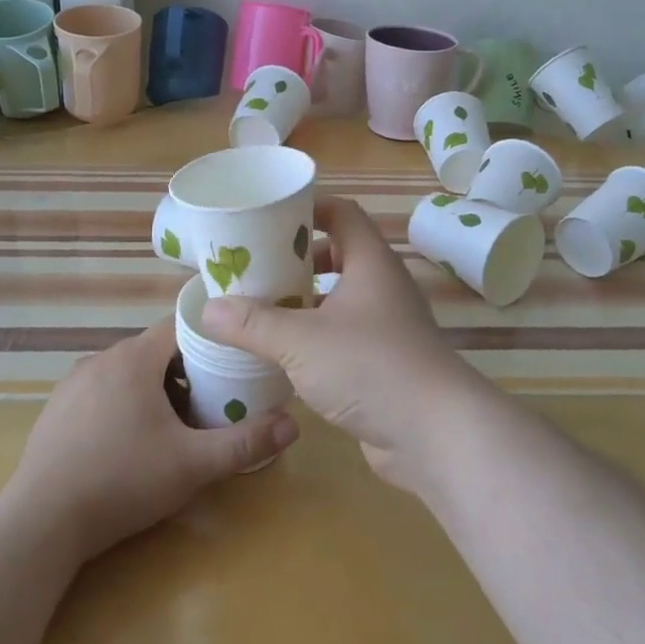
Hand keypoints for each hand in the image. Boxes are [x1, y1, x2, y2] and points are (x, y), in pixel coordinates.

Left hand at [4, 319, 298, 561]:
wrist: (41, 523)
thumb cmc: (123, 481)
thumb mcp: (193, 464)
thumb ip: (244, 443)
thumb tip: (294, 425)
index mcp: (134, 358)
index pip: (180, 326)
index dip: (209, 341)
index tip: (231, 364)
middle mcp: (101, 358)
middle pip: (154, 351)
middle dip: (184, 372)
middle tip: (208, 405)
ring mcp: (73, 382)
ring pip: (126, 372)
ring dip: (151, 389)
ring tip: (171, 427)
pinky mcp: (55, 409)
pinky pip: (100, 392)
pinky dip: (121, 404)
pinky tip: (126, 444)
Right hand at [199, 196, 491, 492]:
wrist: (437, 435)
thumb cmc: (370, 367)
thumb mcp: (301, 341)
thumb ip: (253, 324)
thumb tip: (208, 310)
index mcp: (371, 263)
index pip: (342, 214)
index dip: (308, 208)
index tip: (268, 217)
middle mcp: (382, 287)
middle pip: (338, 255)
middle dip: (296, 260)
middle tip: (255, 267)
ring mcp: (387, 327)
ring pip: (339, 300)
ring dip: (303, 302)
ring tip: (260, 309)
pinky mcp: (385, 363)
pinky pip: (344, 336)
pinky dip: (315, 337)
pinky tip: (284, 354)